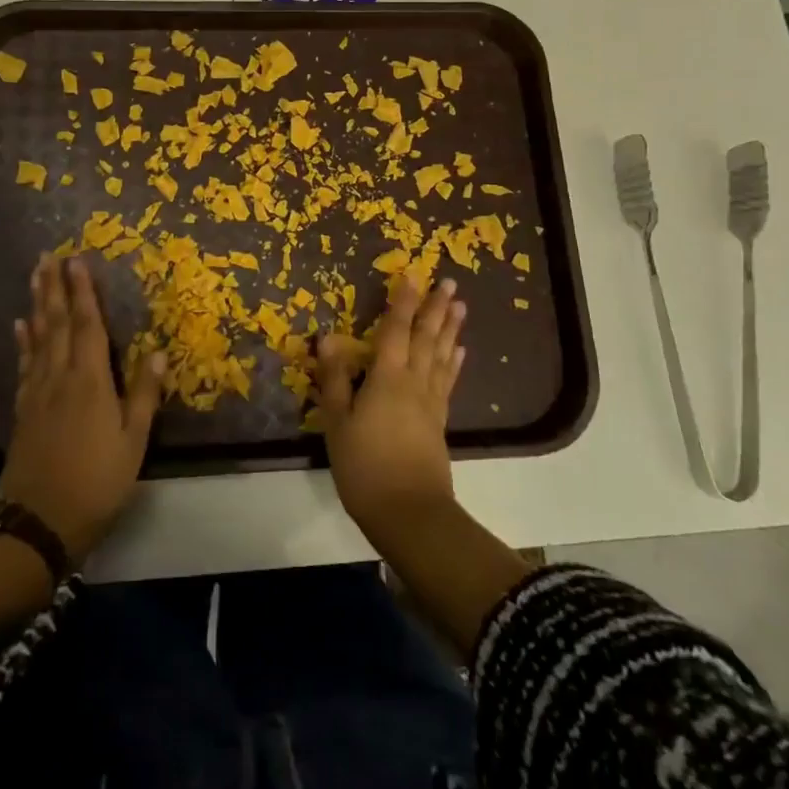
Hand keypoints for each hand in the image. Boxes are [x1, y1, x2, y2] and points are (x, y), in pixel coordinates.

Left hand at [0, 255, 164, 562]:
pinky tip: (21, 327)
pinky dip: (23, 342)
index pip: (87, 326)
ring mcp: (38, 393)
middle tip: (48, 256)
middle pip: (56, 323)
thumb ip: (144, 395)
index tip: (77, 261)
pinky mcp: (24, 411)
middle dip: (53, 287)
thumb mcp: (133, 442)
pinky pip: (24, 365)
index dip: (83, 292)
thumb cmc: (97, 482)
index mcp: (90, 381)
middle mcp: (61, 377)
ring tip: (35, 278)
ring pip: (38, 338)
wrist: (40, 524)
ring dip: (37, 305)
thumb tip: (155, 351)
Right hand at [318, 276, 466, 542]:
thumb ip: (334, 378)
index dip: (403, 301)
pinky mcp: (439, 422)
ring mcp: (430, 402)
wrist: (410, 514)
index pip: (396, 330)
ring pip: (442, 355)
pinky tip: (459, 352)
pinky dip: (454, 363)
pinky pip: (448, 381)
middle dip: (436, 308)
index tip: (413, 274)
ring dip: (450, 329)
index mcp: (387, 377)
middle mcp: (414, 381)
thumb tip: (328, 336)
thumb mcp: (338, 423)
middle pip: (426, 337)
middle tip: (449, 282)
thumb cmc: (365, 466)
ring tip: (460, 306)